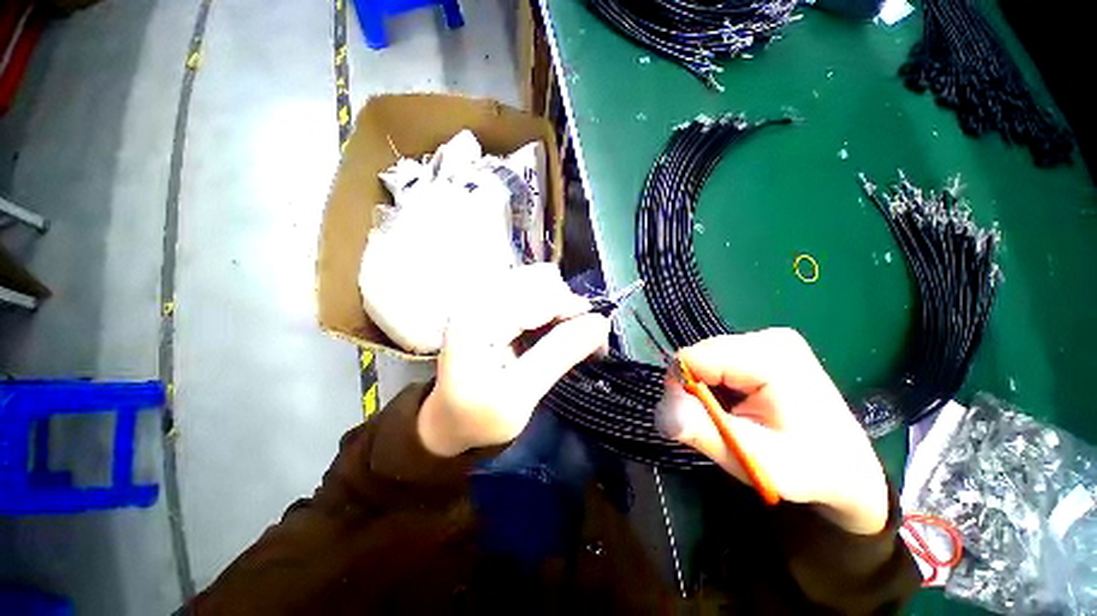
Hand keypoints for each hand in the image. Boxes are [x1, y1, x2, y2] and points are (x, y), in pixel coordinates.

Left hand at [418, 264, 610, 457]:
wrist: (448, 421)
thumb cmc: (478, 416)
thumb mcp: (519, 396)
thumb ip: (559, 355)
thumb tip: (601, 323)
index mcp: (477, 317)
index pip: (539, 295)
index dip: (575, 310)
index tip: (598, 338)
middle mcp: (480, 297)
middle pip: (541, 281)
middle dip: (569, 308)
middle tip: (584, 341)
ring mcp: (486, 298)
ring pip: (541, 284)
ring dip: (563, 308)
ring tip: (569, 338)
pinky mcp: (494, 305)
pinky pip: (534, 293)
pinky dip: (552, 309)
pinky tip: (554, 332)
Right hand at [656, 329, 888, 533]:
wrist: (848, 467)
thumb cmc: (806, 467)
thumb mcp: (753, 459)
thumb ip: (704, 432)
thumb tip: (660, 412)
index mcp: (769, 356)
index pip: (692, 357)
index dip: (682, 389)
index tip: (700, 420)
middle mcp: (768, 337)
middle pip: (698, 355)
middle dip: (696, 389)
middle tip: (721, 422)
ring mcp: (767, 338)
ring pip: (704, 357)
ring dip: (706, 387)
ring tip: (733, 414)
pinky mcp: (764, 345)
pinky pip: (717, 359)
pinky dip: (717, 382)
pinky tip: (738, 401)